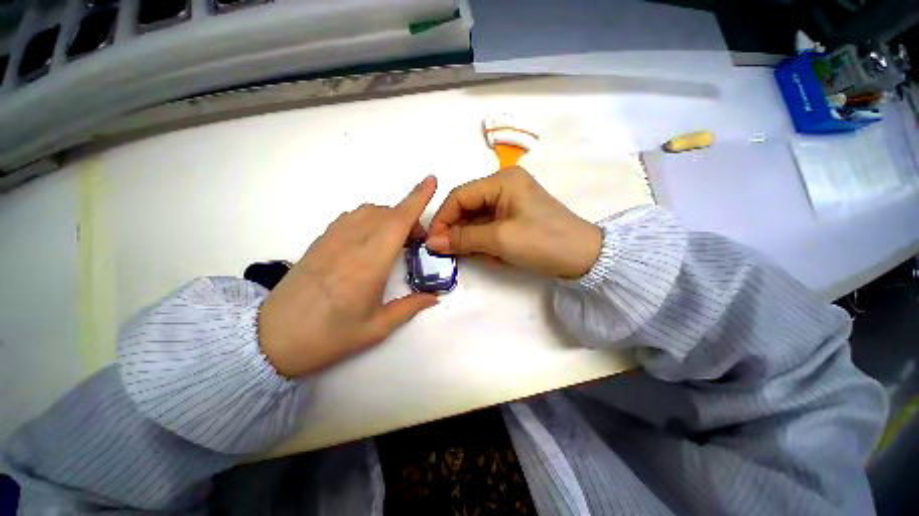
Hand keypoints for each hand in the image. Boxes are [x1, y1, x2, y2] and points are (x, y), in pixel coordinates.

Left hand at [258, 176, 438, 377]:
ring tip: (395, 241)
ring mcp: (332, 239)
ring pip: (369, 211)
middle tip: (417, 243)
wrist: (270, 339)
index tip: (431, 181)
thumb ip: (409, 308)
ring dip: (389, 218)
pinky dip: (370, 219)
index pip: (397, 221)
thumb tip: (433, 297)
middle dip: (409, 218)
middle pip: (387, 214)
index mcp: (369, 265)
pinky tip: (371, 240)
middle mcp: (352, 244)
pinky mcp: (320, 241)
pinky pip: (352, 217)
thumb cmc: (327, 337)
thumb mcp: (375, 329)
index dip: (417, 199)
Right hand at [426, 167, 601, 278]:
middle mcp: (504, 185)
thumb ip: (463, 239)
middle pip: (467, 206)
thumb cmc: (542, 241)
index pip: (459, 196)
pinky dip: (484, 241)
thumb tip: (432, 242)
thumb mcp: (499, 239)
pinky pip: (489, 226)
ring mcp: (510, 201)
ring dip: (471, 238)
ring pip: (477, 219)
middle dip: (457, 230)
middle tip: (447, 252)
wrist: (583, 257)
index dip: (442, 218)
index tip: (432, 241)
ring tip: (475, 256)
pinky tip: (491, 255)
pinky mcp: (514, 216)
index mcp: (501, 180)